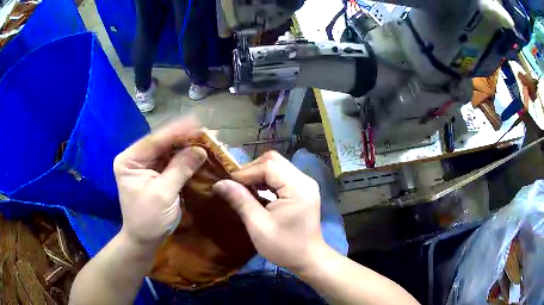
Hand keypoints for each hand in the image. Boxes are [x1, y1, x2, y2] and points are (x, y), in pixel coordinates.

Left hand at [113, 117, 206, 244]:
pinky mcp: (155, 173)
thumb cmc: (148, 219)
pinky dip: (184, 156)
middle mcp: (136, 158)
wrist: (144, 240)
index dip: (177, 131)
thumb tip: (200, 150)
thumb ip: (180, 169)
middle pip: (161, 142)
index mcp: (130, 160)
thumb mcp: (163, 194)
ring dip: (186, 145)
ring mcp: (145, 165)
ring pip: (167, 149)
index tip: (197, 122)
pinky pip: (171, 160)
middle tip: (205, 131)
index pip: (154, 140)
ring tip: (205, 138)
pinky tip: (197, 150)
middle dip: (183, 137)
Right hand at [212, 151, 327, 272]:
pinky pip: (282, 175)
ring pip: (277, 166)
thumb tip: (219, 183)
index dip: (246, 172)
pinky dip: (267, 180)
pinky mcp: (303, 189)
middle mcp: (304, 180)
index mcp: (297, 188)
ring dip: (258, 174)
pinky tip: (257, 191)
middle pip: (274, 161)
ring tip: (244, 188)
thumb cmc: (284, 247)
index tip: (229, 184)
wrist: (308, 259)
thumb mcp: (258, 226)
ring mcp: (305, 183)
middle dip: (252, 170)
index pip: (268, 166)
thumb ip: (240, 201)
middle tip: (236, 185)